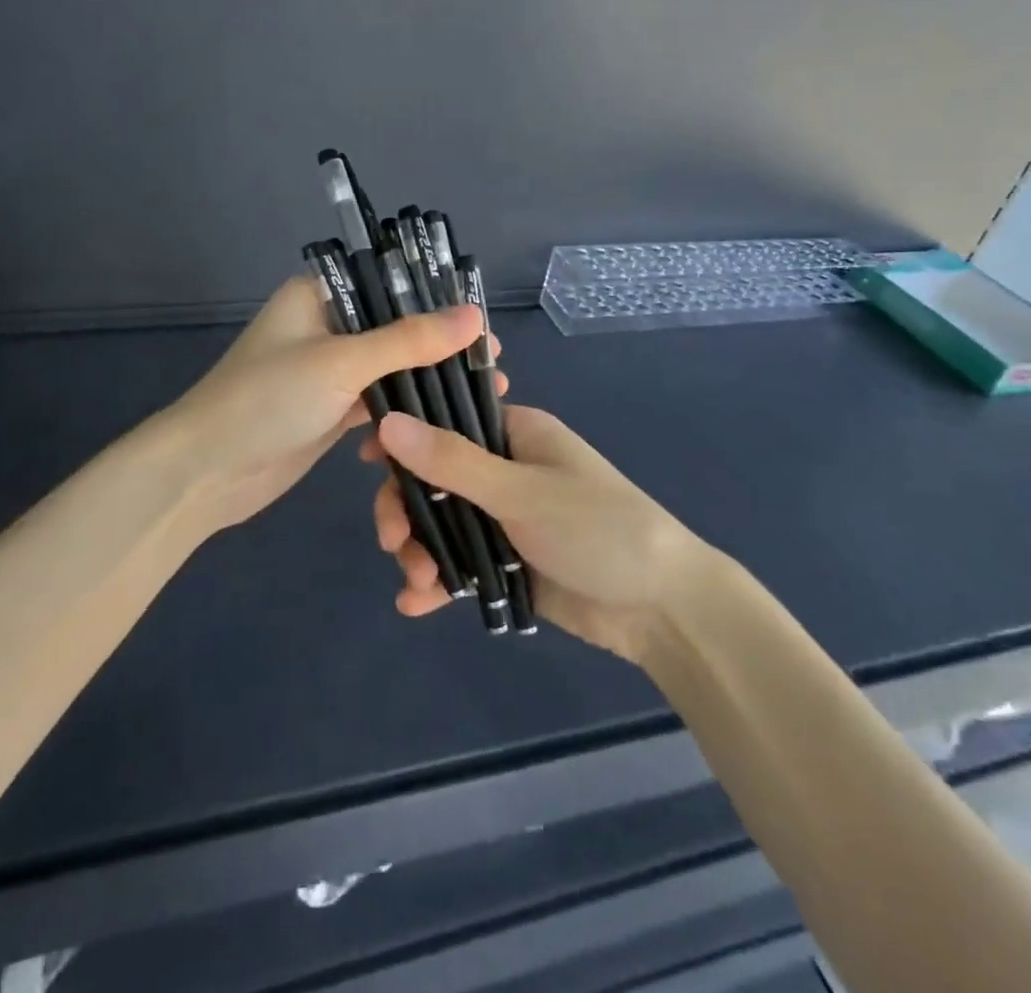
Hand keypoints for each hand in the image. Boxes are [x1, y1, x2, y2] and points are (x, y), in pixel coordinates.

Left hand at [158, 276, 497, 537]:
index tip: (483, 325)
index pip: (388, 283)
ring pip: (390, 367)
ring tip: (485, 393)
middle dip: (441, 346)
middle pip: (395, 327)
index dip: (437, 299)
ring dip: (429, 381)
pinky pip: (378, 402)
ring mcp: (327, 371)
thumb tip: (475, 317)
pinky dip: (405, 410)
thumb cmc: (268, 400)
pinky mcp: (329, 410)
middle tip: (492, 365)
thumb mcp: (342, 363)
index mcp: (318, 295)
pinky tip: (443, 422)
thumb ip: (409, 340)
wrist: (206, 472)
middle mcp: (324, 325)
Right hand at [363, 406, 710, 661]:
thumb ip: (452, 460)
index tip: (368, 461)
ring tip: (417, 582)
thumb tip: (387, 422)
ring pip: (441, 523)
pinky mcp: (507, 562)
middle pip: (434, 478)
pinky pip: (459, 563)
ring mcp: (504, 518)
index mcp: (514, 433)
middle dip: (407, 509)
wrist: (662, 609)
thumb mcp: (521, 491)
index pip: (445, 420)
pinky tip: (416, 604)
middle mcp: (504, 469)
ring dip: (419, 550)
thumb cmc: (597, 528)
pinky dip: (437, 582)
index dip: (403, 437)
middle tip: (391, 541)